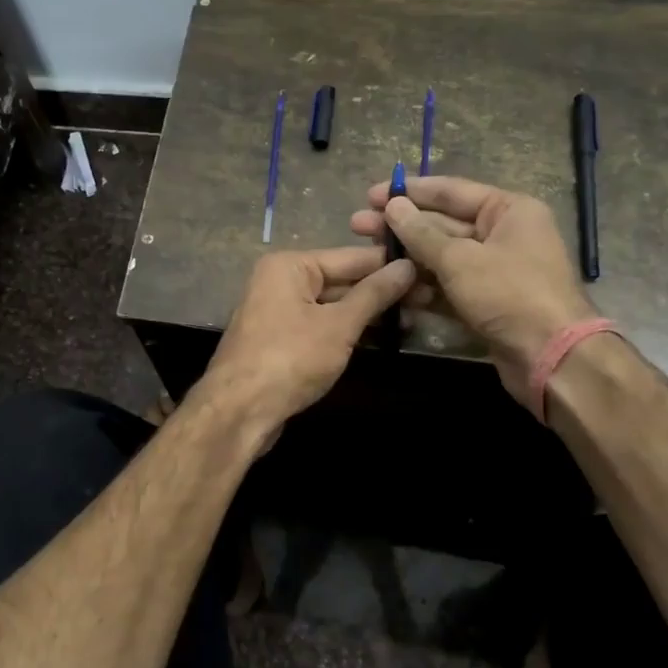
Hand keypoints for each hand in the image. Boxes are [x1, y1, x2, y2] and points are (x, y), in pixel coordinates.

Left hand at [197, 247, 415, 437]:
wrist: (238, 411)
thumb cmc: (290, 358)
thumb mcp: (339, 325)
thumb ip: (374, 295)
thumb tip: (407, 266)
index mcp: (290, 265)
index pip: (351, 257)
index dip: (390, 265)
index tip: (429, 269)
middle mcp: (280, 280)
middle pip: (341, 279)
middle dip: (381, 291)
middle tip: (429, 298)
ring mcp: (278, 311)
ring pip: (332, 304)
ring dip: (368, 313)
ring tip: (414, 318)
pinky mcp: (281, 339)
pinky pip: (321, 325)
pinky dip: (347, 330)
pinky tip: (379, 337)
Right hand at [350, 175, 597, 413]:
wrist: (552, 359)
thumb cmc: (509, 294)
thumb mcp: (459, 259)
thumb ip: (421, 233)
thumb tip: (392, 206)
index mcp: (508, 210)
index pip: (451, 191)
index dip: (409, 192)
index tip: (372, 194)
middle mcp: (503, 234)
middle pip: (443, 224)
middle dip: (401, 227)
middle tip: (358, 225)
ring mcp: (495, 271)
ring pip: (442, 258)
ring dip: (408, 259)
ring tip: (368, 258)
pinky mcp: (487, 303)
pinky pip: (449, 287)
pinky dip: (424, 288)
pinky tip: (394, 289)